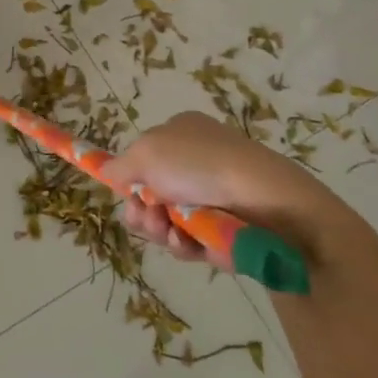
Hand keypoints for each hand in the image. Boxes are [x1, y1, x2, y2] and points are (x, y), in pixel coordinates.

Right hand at [109, 111, 360, 266]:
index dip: (131, 176)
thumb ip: (119, 166)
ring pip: (165, 221)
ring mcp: (211, 198)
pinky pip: (188, 243)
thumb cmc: (200, 164)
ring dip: (158, 229)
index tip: (126, 190)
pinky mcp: (222, 232)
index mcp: (181, 133)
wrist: (267, 202)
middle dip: (141, 209)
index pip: (145, 156)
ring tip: (168, 230)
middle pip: (150, 193)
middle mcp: (196, 163)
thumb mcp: (146, 152)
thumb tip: (110, 175)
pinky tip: (186, 243)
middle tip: (146, 215)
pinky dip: (181, 245)